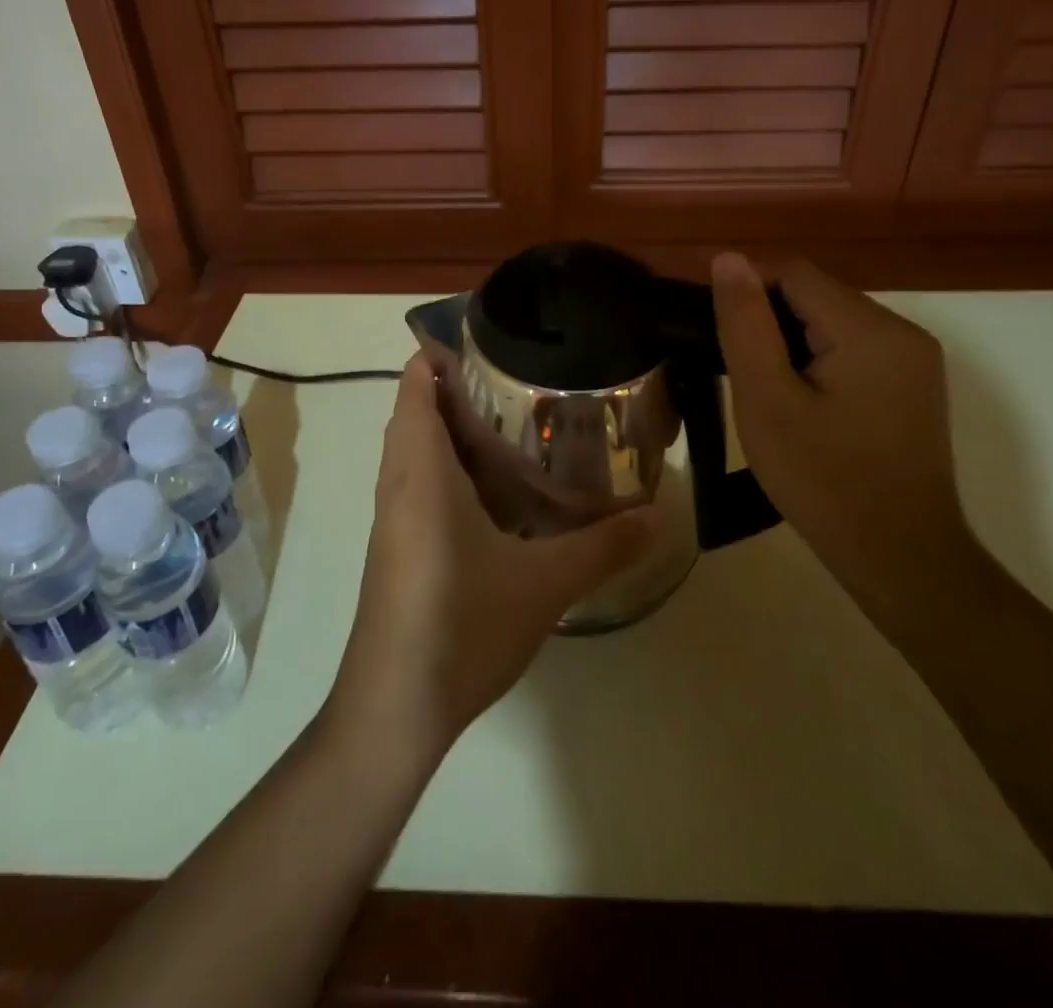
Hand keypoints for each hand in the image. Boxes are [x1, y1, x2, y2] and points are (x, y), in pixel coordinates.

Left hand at [328, 355, 650, 768]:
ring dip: (448, 431)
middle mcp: (397, 484)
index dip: (438, 356)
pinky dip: (444, 468)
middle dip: (454, 390)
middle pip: (414, 413)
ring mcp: (390, 519)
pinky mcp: (393, 548)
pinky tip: (491, 494)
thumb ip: (604, 546)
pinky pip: (414, 484)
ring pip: (412, 451)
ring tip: (510, 428)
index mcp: (422, 473)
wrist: (393, 707)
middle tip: (516, 385)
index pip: (414, 387)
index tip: (487, 345)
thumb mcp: (544, 583)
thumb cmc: (461, 625)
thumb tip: (662, 515)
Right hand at [709, 252, 969, 590]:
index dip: (747, 292)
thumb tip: (728, 259)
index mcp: (871, 330)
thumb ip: (745, 325)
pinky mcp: (913, 387)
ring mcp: (914, 361)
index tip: (714, 334)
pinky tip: (800, 403)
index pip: (795, 274)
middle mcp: (903, 332)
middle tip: (734, 371)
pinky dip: (818, 362)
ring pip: (833, 323)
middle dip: (769, 321)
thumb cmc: (824, 480)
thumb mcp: (767, 400)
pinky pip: (854, 351)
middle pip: (817, 296)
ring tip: (762, 390)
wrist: (900, 558)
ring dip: (791, 343)